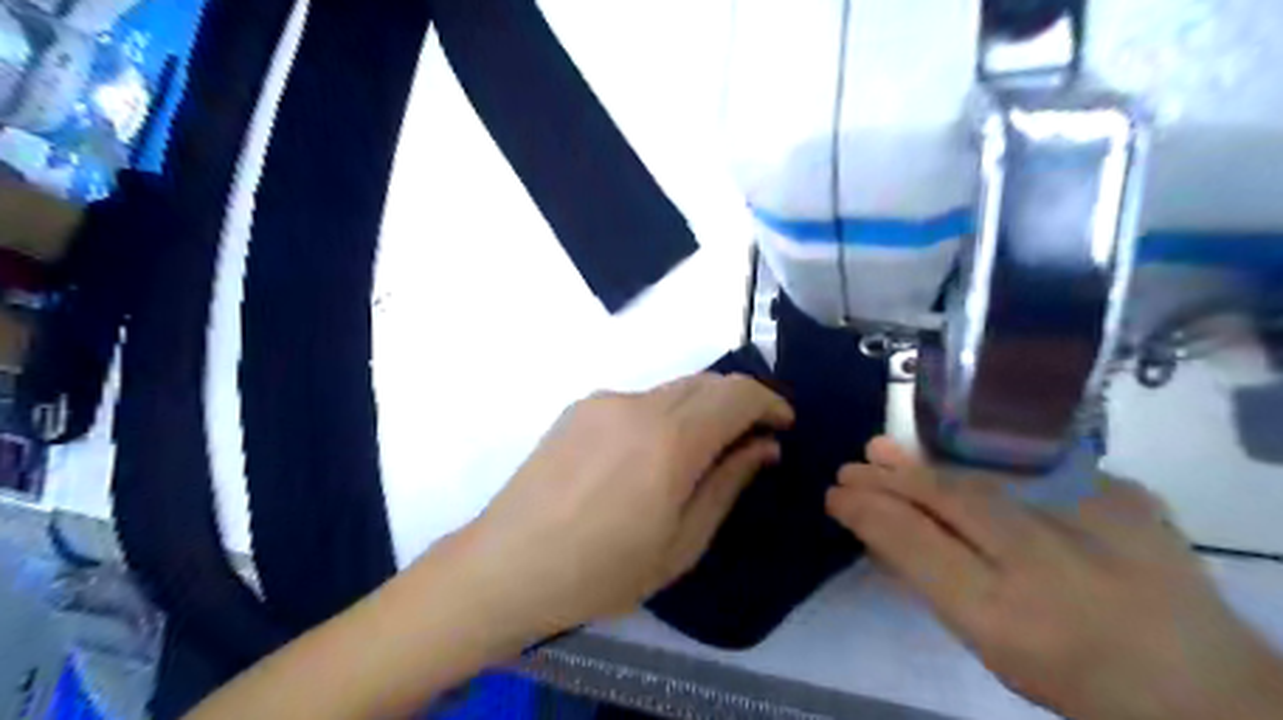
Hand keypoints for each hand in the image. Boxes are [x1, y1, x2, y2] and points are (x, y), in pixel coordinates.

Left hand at [447, 375, 792, 644]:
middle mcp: (638, 404)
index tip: (783, 425)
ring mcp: (604, 401)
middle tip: (750, 440)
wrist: (506, 565)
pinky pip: (640, 401)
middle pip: (707, 382)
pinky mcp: (580, 407)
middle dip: (739, 403)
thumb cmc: (601, 571)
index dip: (769, 402)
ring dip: (701, 409)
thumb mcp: (681, 543)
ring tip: (702, 451)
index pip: (737, 394)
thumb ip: (727, 483)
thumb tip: (763, 446)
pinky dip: (665, 415)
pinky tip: (651, 455)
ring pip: (673, 389)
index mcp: (669, 440)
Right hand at [828, 437, 1275, 719]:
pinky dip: (989, 469)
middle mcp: (1044, 563)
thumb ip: (934, 584)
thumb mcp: (990, 646)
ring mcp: (1091, 522)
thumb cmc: (1075, 677)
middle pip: (946, 501)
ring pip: (983, 479)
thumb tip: (878, 529)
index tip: (836, 495)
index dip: (868, 512)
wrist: (1206, 688)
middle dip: (889, 481)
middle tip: (851, 468)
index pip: (914, 544)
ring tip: (883, 451)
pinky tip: (959, 464)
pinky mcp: (1124, 496)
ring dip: (926, 465)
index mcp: (1006, 617)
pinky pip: (1035, 473)